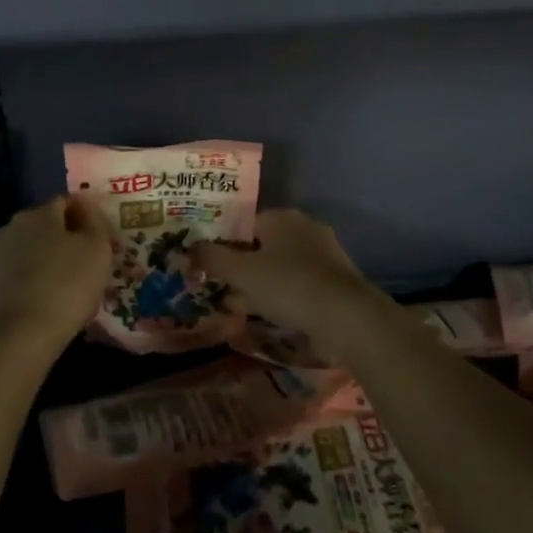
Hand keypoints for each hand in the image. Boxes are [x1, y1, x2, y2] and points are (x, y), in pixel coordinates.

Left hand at [0, 194, 112, 345]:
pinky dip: (35, 280)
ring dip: (49, 260)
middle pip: (46, 225)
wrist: (18, 337)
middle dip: (66, 238)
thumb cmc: (66, 285)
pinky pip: (21, 273)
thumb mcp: (97, 248)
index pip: (67, 201)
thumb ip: (95, 221)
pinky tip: (49, 300)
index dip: (87, 217)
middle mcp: (13, 226)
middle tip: (89, 262)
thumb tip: (86, 206)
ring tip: (70, 285)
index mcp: (40, 212)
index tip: (102, 239)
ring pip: (32, 249)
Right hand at [190, 209, 384, 337]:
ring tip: (239, 306)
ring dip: (259, 284)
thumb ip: (212, 258)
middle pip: (263, 245)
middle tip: (221, 289)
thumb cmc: (287, 284)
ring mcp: (323, 253)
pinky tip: (269, 314)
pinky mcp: (335, 280)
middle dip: (241, 267)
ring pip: (280, 266)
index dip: (225, 244)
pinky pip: (298, 283)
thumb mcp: (241, 272)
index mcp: (281, 217)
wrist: (345, 315)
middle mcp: (304, 227)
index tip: (211, 266)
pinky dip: (281, 295)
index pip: (245, 223)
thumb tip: (187, 248)